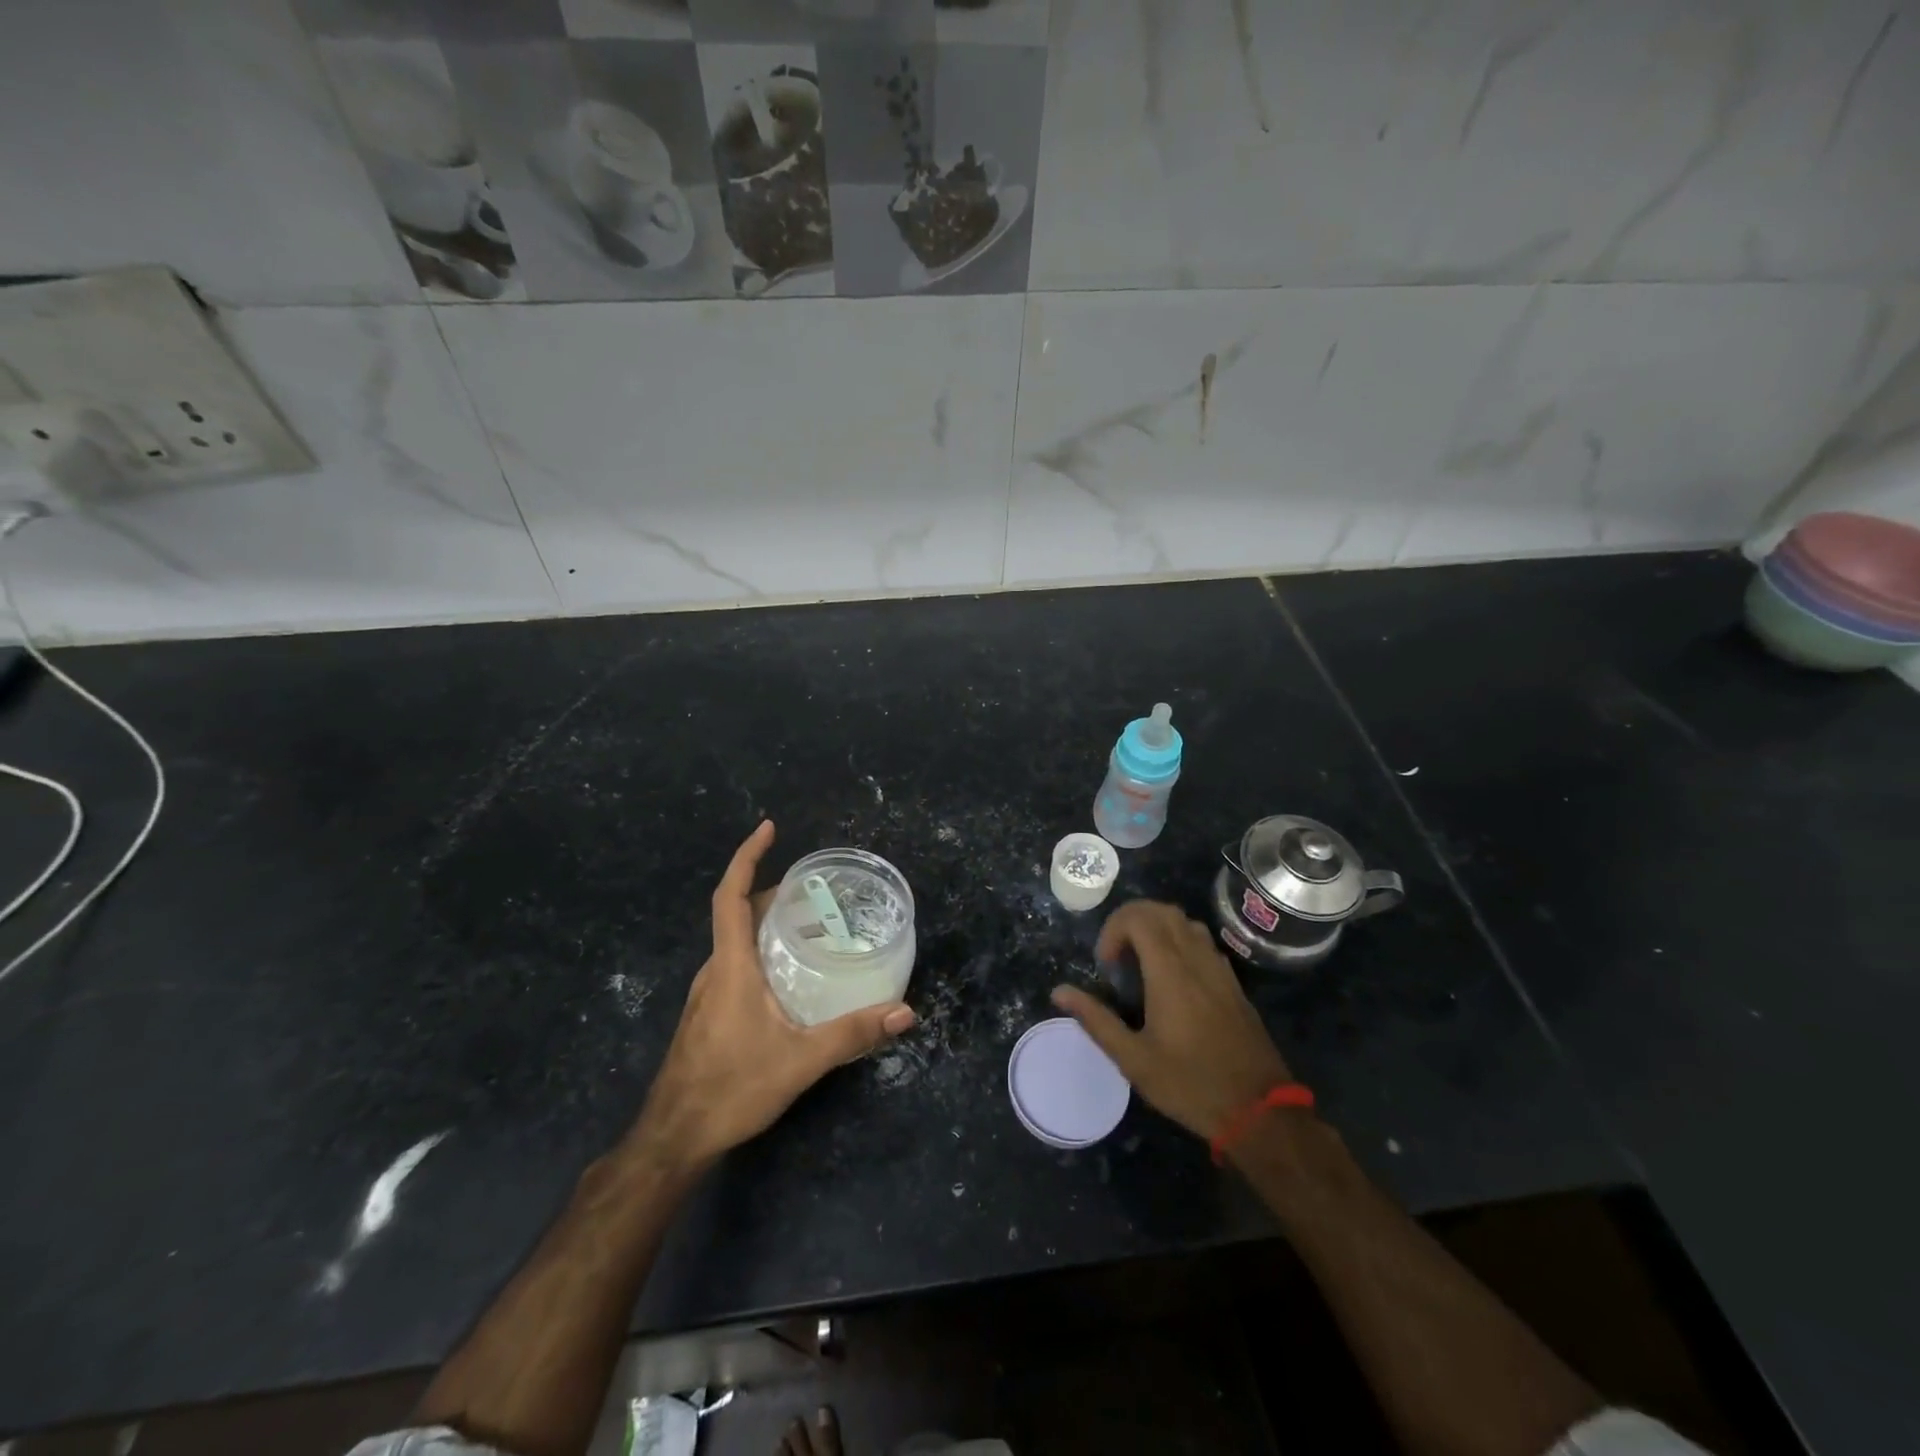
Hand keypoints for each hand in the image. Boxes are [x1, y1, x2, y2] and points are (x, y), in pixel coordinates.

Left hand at [633, 822, 914, 1167]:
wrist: (674, 1137)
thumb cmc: (732, 1088)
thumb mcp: (800, 1060)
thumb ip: (852, 1033)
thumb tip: (905, 1012)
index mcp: (731, 966)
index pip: (732, 896)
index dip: (747, 857)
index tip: (768, 828)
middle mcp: (715, 970)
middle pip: (737, 913)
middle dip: (773, 890)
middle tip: (816, 888)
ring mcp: (707, 992)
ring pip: (736, 940)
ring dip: (767, 921)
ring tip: (811, 924)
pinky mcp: (708, 1013)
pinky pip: (735, 963)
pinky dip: (761, 950)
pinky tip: (788, 975)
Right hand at [1051, 900, 1292, 1142]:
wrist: (1260, 1110)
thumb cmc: (1190, 1085)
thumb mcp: (1134, 1060)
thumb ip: (1096, 1020)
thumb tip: (1059, 992)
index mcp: (1169, 972)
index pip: (1139, 917)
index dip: (1114, 929)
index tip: (1105, 964)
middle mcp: (1196, 959)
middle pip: (1162, 911)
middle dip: (1131, 920)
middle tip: (1116, 955)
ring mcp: (1219, 969)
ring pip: (1185, 922)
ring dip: (1157, 928)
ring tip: (1139, 962)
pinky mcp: (1233, 983)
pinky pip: (1203, 942)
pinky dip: (1179, 942)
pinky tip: (1171, 978)